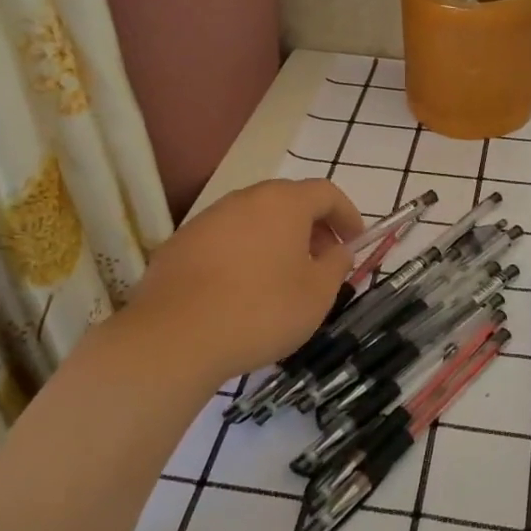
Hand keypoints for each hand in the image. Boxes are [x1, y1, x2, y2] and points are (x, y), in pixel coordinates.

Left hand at [103, 179, 362, 388]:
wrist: (174, 338)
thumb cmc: (261, 311)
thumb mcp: (317, 294)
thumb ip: (336, 265)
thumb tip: (338, 250)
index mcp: (283, 203)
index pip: (326, 192)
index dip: (347, 215)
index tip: (355, 242)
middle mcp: (244, 200)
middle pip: (288, 202)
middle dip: (312, 227)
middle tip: (322, 261)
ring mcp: (207, 220)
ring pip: (253, 220)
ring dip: (276, 240)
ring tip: (283, 279)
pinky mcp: (179, 245)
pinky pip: (224, 241)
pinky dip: (243, 255)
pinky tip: (242, 291)